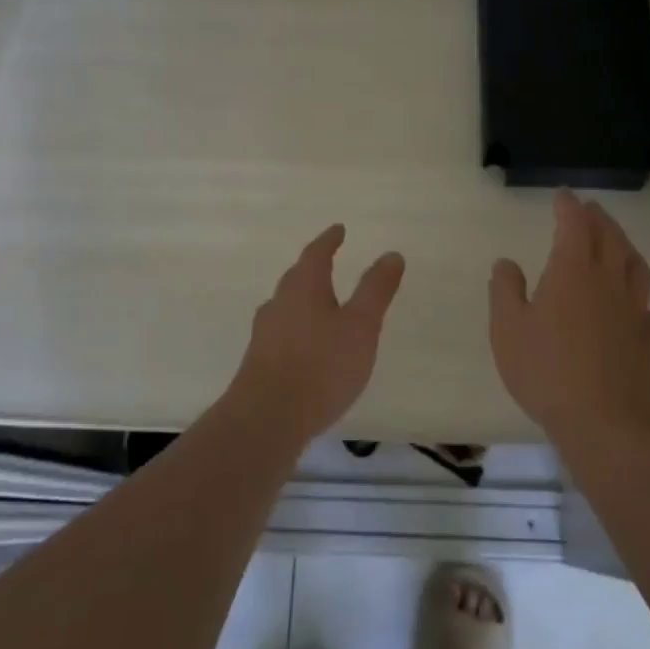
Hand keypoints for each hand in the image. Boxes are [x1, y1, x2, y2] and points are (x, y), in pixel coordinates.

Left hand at [228, 224, 405, 442]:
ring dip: (303, 300)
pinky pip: (281, 333)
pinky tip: (304, 347)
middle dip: (313, 268)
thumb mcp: (361, 326)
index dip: (329, 240)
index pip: (316, 254)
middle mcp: (279, 303)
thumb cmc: (321, 366)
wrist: (266, 419)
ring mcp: (264, 333)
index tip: (338, 229)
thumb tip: (391, 254)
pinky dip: (296, 328)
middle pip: (297, 278)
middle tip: (328, 261)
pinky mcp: (258, 362)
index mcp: (304, 287)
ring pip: (286, 306)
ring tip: (319, 304)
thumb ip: (376, 290)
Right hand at [488, 190, 649, 441]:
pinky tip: (631, 303)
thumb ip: (505, 290)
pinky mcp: (648, 339)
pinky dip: (636, 294)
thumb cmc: (546, 370)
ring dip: (624, 246)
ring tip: (616, 242)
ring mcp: (633, 310)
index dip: (568, 206)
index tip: (562, 196)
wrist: (604, 422)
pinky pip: (645, 305)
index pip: (574, 224)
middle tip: (589, 210)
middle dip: (598, 218)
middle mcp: (608, 281)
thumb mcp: (508, 329)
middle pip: (610, 237)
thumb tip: (507, 263)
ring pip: (635, 266)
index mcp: (572, 271)